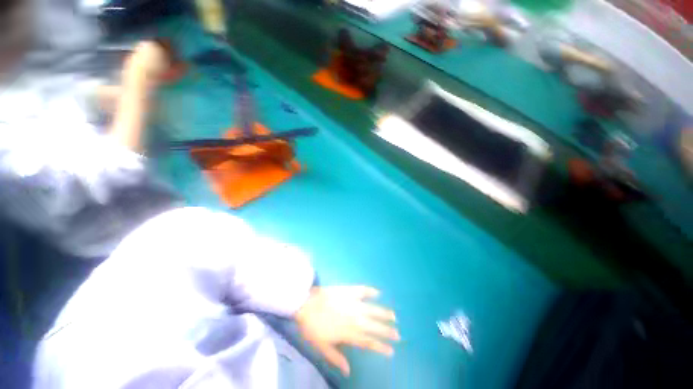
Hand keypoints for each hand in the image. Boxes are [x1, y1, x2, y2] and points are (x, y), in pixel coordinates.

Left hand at [294, 286, 399, 375]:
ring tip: (393, 315)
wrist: (306, 304)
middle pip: (374, 326)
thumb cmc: (313, 326)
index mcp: (349, 333)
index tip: (391, 350)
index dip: (381, 347)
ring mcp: (353, 303)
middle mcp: (355, 318)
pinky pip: (362, 290)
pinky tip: (378, 292)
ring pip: (372, 309)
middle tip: (398, 334)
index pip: (369, 342)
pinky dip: (370, 291)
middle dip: (387, 331)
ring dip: (383, 313)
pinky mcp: (349, 291)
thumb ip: (336, 358)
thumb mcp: (322, 347)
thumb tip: (348, 371)